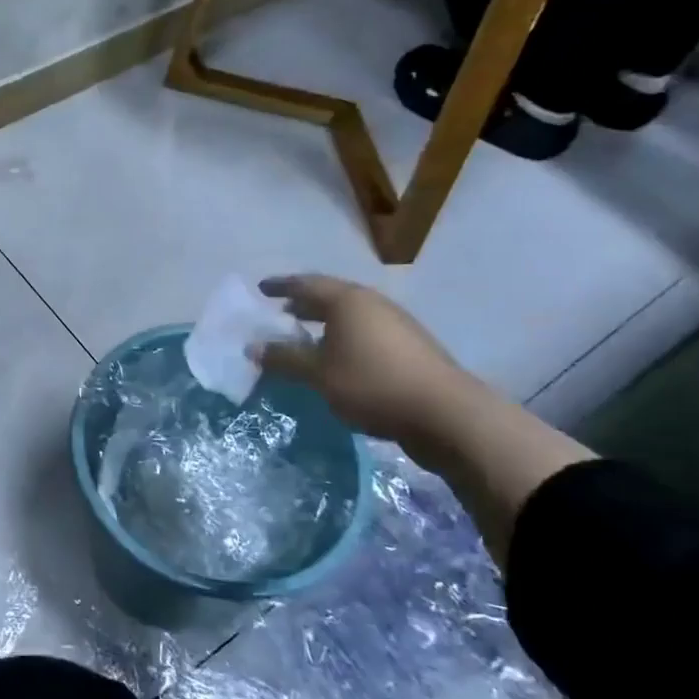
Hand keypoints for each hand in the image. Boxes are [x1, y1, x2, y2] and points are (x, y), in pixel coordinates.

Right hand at [252, 274, 595, 565]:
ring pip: (351, 316)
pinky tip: (338, 359)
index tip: (262, 288)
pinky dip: (344, 338)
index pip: (306, 284)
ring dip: (325, 323)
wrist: (446, 414)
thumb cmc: (372, 384)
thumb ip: (284, 358)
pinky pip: (366, 333)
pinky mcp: (410, 348)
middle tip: (281, 312)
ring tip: (306, 337)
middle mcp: (373, 304)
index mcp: (348, 301)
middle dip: (304, 304)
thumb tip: (252, 347)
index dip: (281, 286)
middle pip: (331, 296)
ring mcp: (396, 325)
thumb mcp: (318, 374)